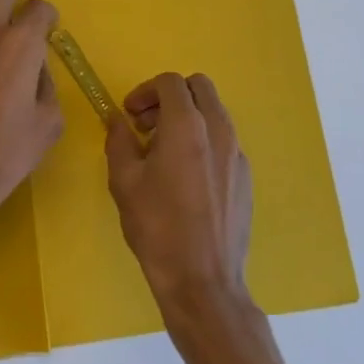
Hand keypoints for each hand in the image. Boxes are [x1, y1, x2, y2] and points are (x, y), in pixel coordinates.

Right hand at [106, 72, 253, 315]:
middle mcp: (219, 131)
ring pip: (214, 113)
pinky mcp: (245, 177)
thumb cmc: (157, 228)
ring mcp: (237, 154)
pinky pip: (224, 141)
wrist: (203, 281)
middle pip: (199, 88)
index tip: (130, 115)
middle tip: (147, 124)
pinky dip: (203, 141)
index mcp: (187, 126)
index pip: (171, 83)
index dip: (145, 91)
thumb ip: (119, 140)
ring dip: (188, 117)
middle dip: (170, 97)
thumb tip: (118, 120)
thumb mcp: (124, 181)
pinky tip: (185, 177)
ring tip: (163, 152)